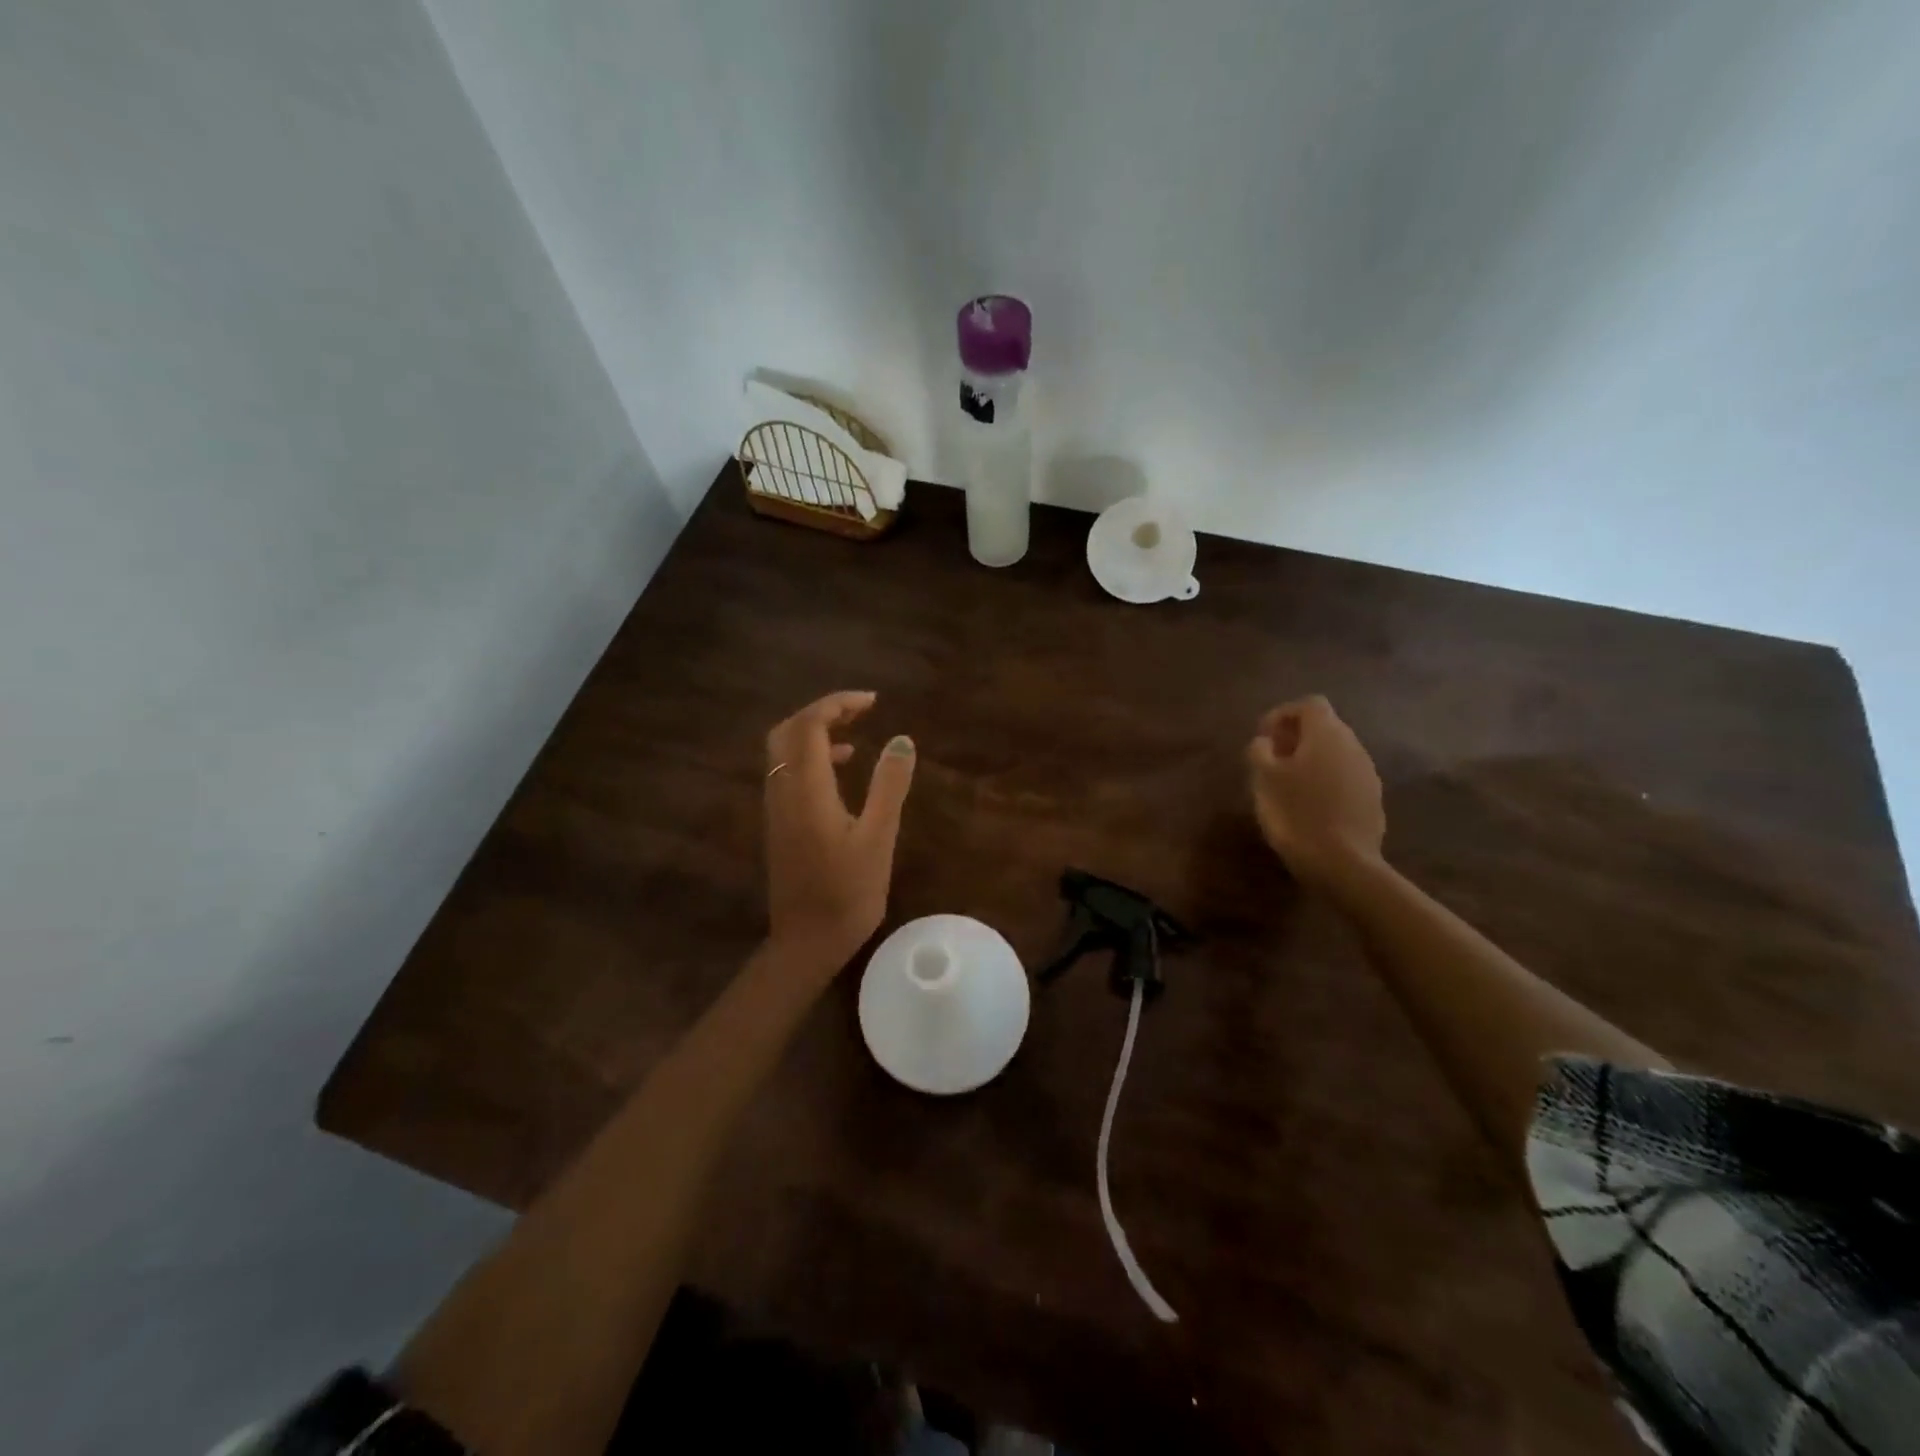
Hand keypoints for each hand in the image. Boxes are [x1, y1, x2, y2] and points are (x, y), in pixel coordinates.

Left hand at [764, 691, 916, 971]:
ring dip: (814, 733)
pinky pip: (787, 772)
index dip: (837, 704)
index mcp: (806, 789)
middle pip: (788, 731)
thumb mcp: (879, 837)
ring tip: (855, 735)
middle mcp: (782, 791)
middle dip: (821, 712)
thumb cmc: (848, 892)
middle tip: (860, 711)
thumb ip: (889, 785)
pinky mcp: (779, 824)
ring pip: (783, 751)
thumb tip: (902, 739)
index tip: (873, 702)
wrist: (807, 942)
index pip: (810, 725)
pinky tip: (840, 772)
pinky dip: (810, 757)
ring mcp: (776, 808)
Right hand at [1246, 695, 1385, 887]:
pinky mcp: (1373, 799)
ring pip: (1336, 754)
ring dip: (1312, 760)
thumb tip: (1265, 741)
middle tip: (1272, 760)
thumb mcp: (1264, 779)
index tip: (1263, 737)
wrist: (1342, 863)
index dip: (1284, 714)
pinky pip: (1345, 778)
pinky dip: (1326, 781)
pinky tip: (1309, 806)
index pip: (1309, 704)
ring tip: (1288, 785)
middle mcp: (1353, 746)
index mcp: (1326, 734)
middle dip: (1297, 738)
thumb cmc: (1295, 813)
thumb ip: (1261, 751)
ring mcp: (1368, 773)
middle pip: (1325, 727)